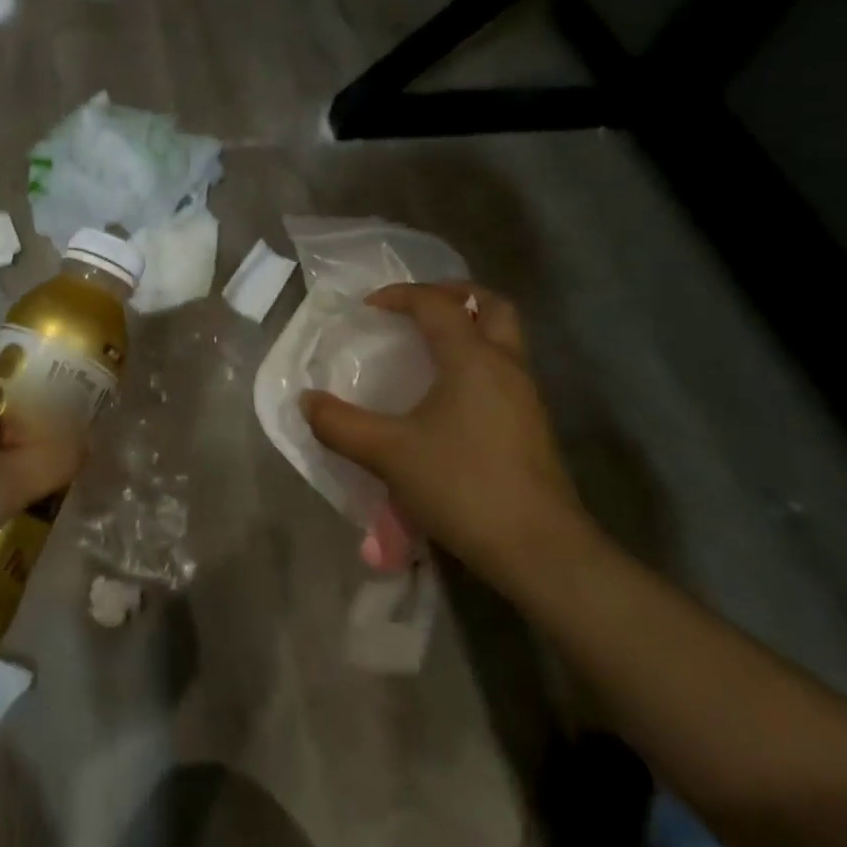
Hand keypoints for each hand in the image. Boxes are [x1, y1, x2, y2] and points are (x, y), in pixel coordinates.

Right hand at [301, 282, 590, 587]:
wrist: (539, 550)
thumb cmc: (462, 485)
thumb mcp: (388, 454)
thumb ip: (340, 424)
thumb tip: (307, 401)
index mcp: (472, 358)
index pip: (437, 304)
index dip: (400, 295)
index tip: (368, 308)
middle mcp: (506, 365)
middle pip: (492, 306)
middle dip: (455, 296)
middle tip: (420, 308)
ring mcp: (526, 397)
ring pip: (504, 339)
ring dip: (470, 330)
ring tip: (429, 349)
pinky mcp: (533, 427)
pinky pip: (505, 372)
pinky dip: (477, 363)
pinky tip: (448, 398)